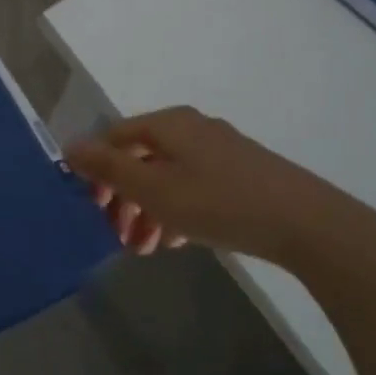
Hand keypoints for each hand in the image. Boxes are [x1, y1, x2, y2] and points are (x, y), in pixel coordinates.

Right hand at [65, 107, 365, 266]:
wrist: (306, 222)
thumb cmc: (218, 202)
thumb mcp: (154, 188)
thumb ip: (109, 168)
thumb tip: (70, 145)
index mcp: (168, 124)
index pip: (115, 138)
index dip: (96, 171)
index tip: (90, 208)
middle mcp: (192, 128)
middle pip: (142, 158)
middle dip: (124, 198)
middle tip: (117, 237)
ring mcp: (220, 150)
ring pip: (168, 177)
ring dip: (149, 211)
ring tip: (146, 250)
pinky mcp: (242, 173)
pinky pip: (194, 187)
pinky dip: (177, 211)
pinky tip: (178, 242)